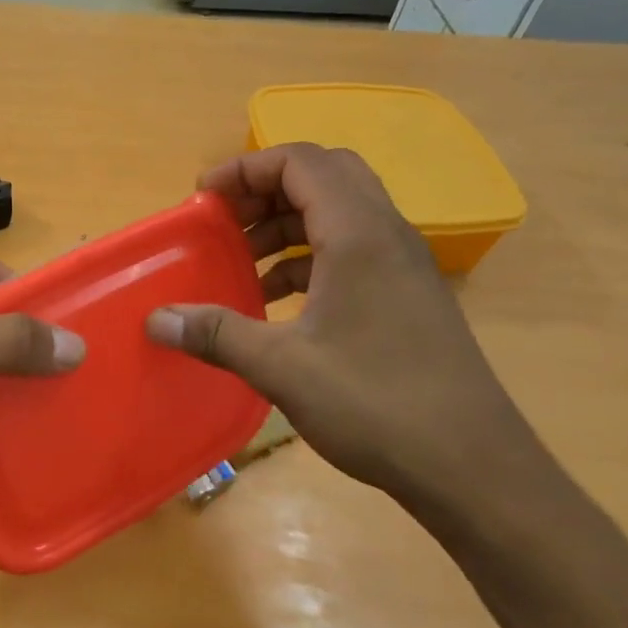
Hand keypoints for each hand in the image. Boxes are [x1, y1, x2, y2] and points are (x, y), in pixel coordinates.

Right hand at [145, 143, 545, 518]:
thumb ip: (216, 334)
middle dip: (265, 189)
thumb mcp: (282, 367)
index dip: (244, 168)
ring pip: (339, 213)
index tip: (202, 199)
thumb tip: (156, 319)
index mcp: (359, 234)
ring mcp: (403, 265)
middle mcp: (387, 235)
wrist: (472, 465)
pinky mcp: (408, 296)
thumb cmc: (376, 404)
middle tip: (224, 222)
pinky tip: (277, 300)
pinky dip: (309, 257)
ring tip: (242, 261)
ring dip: (286, 224)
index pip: (299, 162)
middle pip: (323, 176)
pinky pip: (352, 250)